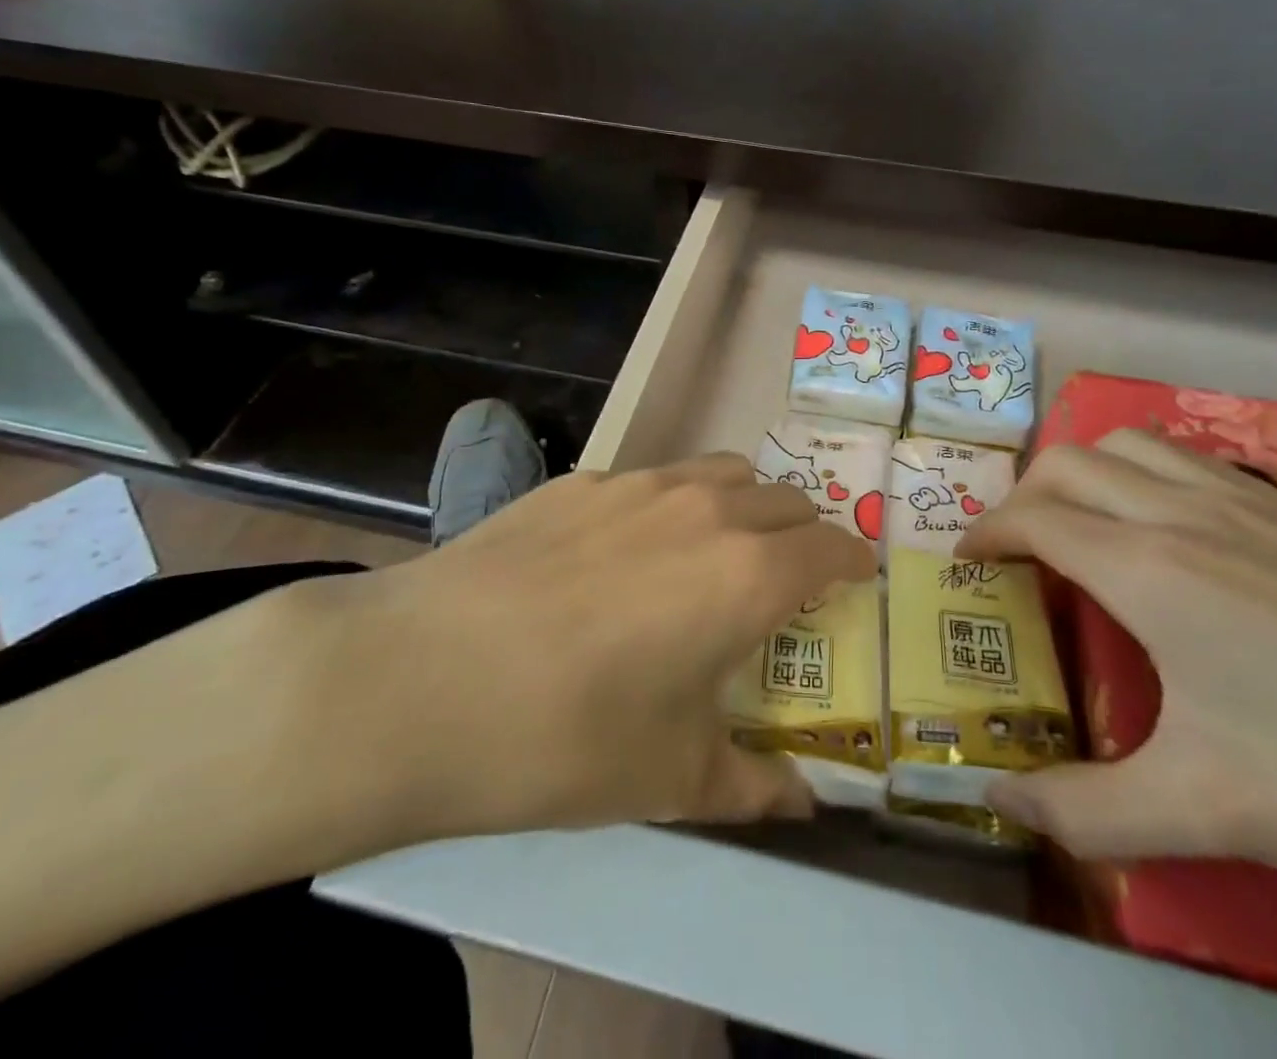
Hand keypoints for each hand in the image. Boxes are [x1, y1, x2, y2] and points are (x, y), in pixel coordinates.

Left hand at [309, 454, 876, 854]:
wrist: (421, 678)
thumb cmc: (567, 737)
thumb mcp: (671, 778)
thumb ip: (753, 787)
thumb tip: (802, 805)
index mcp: (748, 572)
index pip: (831, 546)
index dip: (853, 561)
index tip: (856, 577)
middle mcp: (706, 509)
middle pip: (785, 499)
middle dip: (802, 532)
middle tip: (785, 576)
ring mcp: (639, 485)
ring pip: (723, 472)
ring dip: (742, 504)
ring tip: (715, 550)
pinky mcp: (580, 481)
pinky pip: (654, 479)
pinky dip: (672, 504)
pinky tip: (623, 553)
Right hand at [955, 429, 1276, 918]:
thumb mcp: (1208, 810)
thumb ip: (1086, 810)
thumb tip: (995, 799)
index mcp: (1148, 568)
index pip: (1034, 519)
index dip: (986, 534)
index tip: (966, 563)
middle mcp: (1184, 513)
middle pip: (1070, 463)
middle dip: (1023, 495)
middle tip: (1016, 549)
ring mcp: (1249, 503)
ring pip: (1133, 445)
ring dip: (1086, 473)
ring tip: (1082, 526)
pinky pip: (1193, 462)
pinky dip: (1149, 474)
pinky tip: (1174, 532)